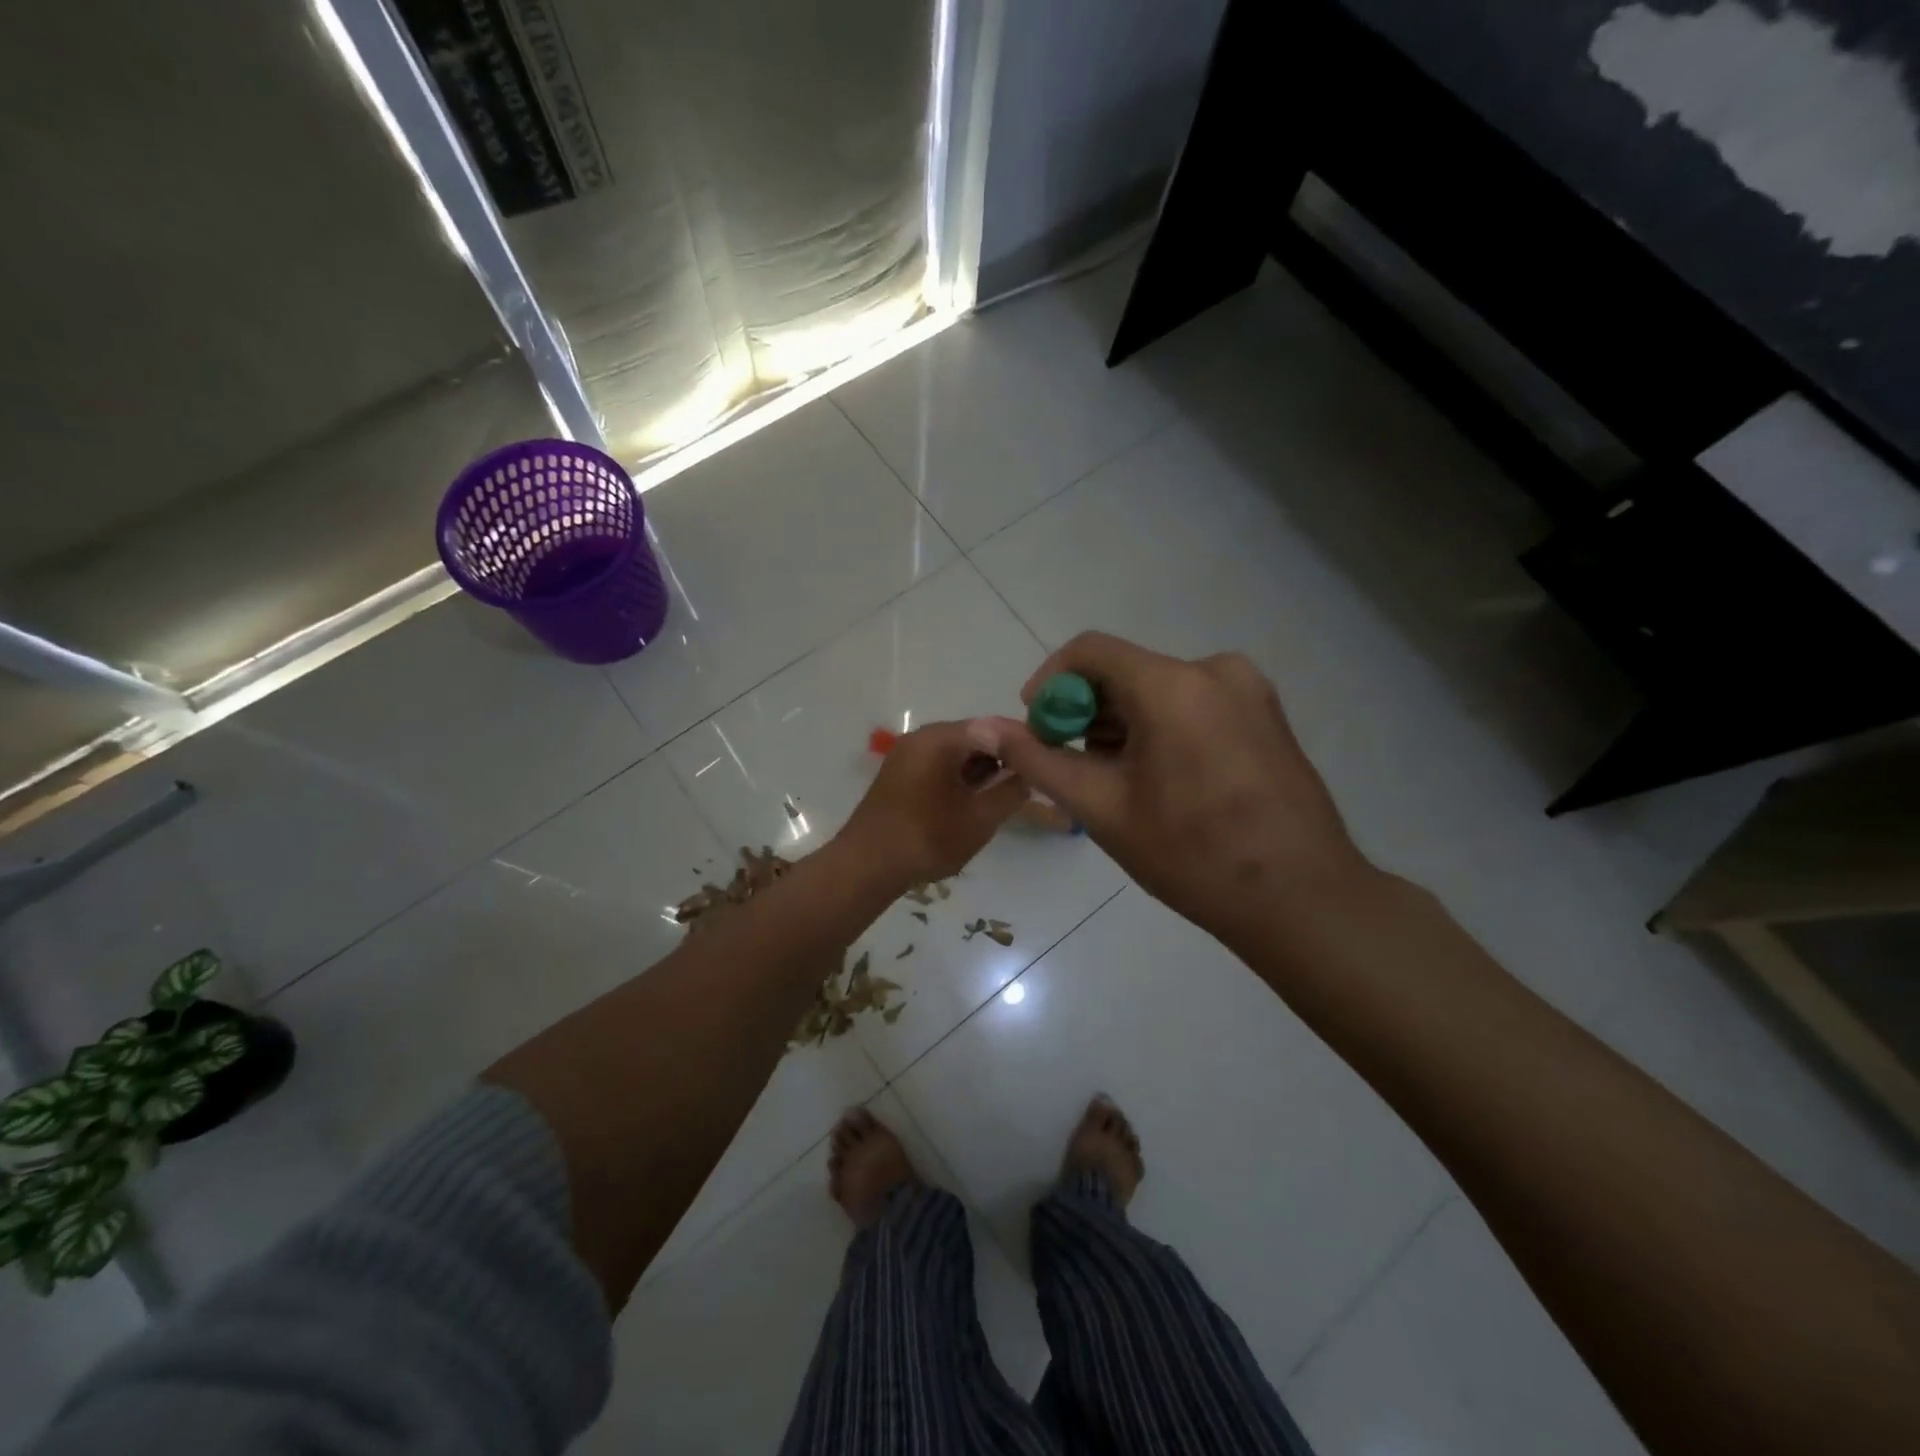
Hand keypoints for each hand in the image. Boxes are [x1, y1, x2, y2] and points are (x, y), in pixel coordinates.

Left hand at [837, 721, 1028, 890]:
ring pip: (957, 753)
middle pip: (975, 737)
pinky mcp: (901, 776)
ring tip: (1006, 794)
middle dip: (1004, 756)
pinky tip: (975, 801)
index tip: (1047, 759)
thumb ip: (1010, 791)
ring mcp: (908, 755)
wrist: (866, 867)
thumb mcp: (980, 818)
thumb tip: (1029, 774)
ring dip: (983, 770)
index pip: (994, 727)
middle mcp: (922, 737)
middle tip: (1031, 780)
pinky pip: (940, 765)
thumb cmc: (927, 838)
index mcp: (940, 738)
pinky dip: (961, 778)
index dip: (1024, 741)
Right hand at [966, 633, 1373, 944]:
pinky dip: (1162, 728)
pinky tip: (1161, 779)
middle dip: (1087, 712)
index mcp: (1172, 684)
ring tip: (1117, 781)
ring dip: (1125, 723)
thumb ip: (1038, 760)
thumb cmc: (1191, 855)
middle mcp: (1214, 669)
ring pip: (1160, 689)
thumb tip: (983, 727)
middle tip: (1071, 765)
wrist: (1301, 898)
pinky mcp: (1267, 713)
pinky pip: (1194, 704)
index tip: (1035, 726)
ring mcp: (1249, 690)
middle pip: (1127, 671)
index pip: (1090, 651)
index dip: (1050, 682)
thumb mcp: (1102, 807)